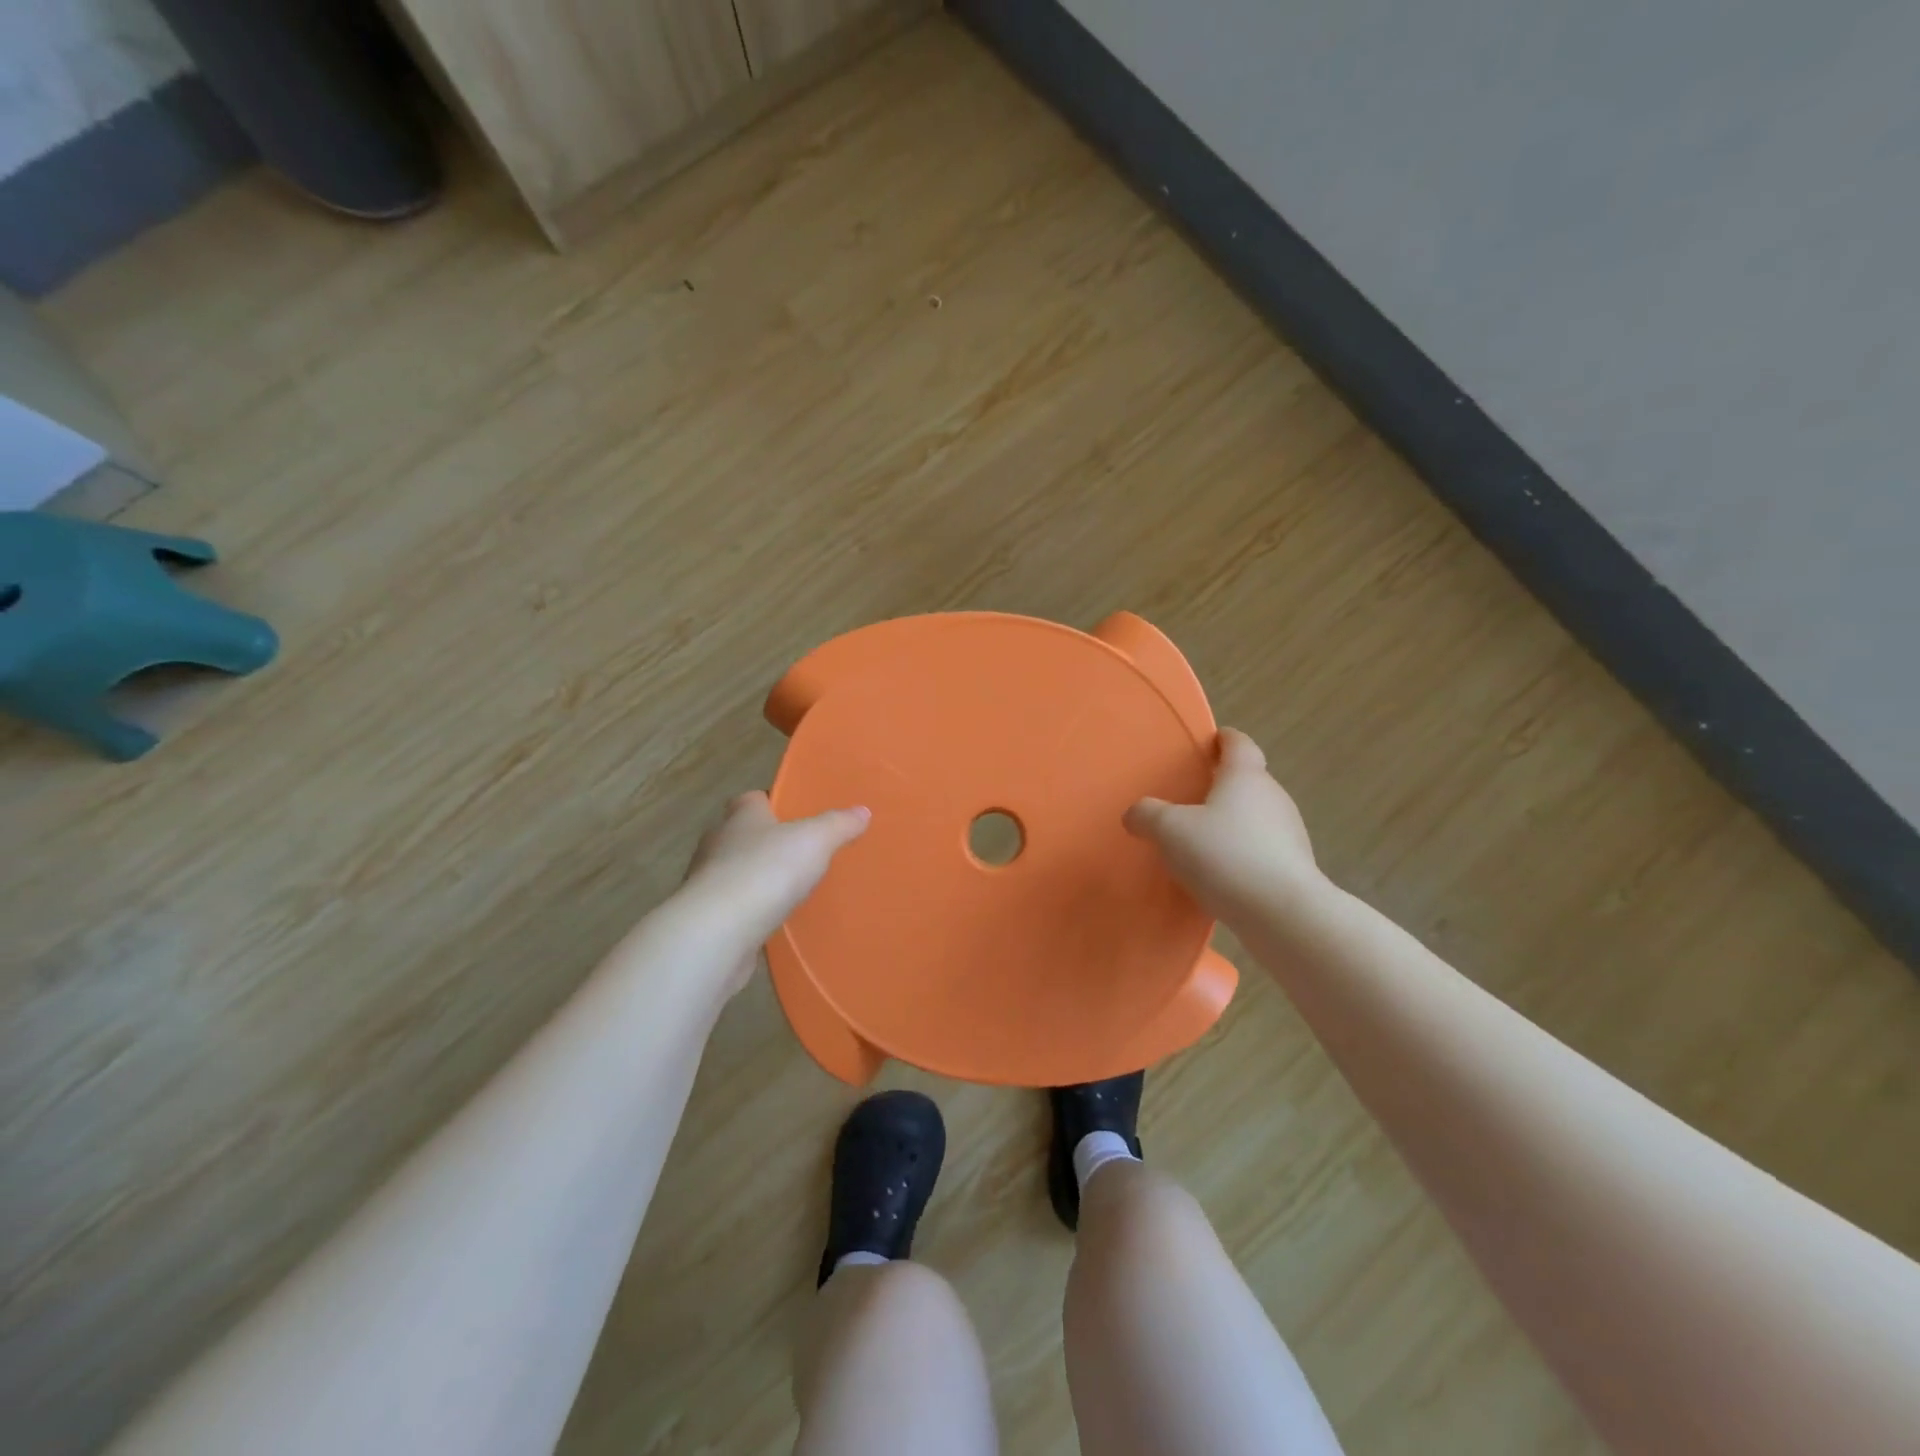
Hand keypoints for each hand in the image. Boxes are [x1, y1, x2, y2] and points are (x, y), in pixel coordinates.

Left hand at [678, 791, 869, 998]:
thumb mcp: (815, 840)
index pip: (752, 799)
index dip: (772, 804)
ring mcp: (707, 881)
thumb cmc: (767, 871)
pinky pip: (733, 907)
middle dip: (766, 842)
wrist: (718, 931)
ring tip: (788, 890)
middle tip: (800, 854)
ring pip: (735, 871)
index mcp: (741, 816)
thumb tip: (862, 811)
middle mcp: (718, 842)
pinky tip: (771, 921)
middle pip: (743, 835)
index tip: (796, 817)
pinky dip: (749, 911)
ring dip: (756, 878)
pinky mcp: (706, 918)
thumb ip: (838, 824)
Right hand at [1123, 728, 1325, 921]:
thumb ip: (1147, 815)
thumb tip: (1135, 813)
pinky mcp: (1294, 867)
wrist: (1282, 913)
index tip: (1210, 742)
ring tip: (1202, 841)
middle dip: (1223, 785)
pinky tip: (1220, 874)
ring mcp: (1289, 832)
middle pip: (1248, 780)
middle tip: (1192, 798)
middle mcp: (1272, 797)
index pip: (1239, 743)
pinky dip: (1242, 853)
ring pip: (1256, 816)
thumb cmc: (1225, 855)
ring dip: (1233, 822)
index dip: (1224, 739)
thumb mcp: (1170, 831)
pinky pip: (1262, 849)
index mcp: (1245, 776)